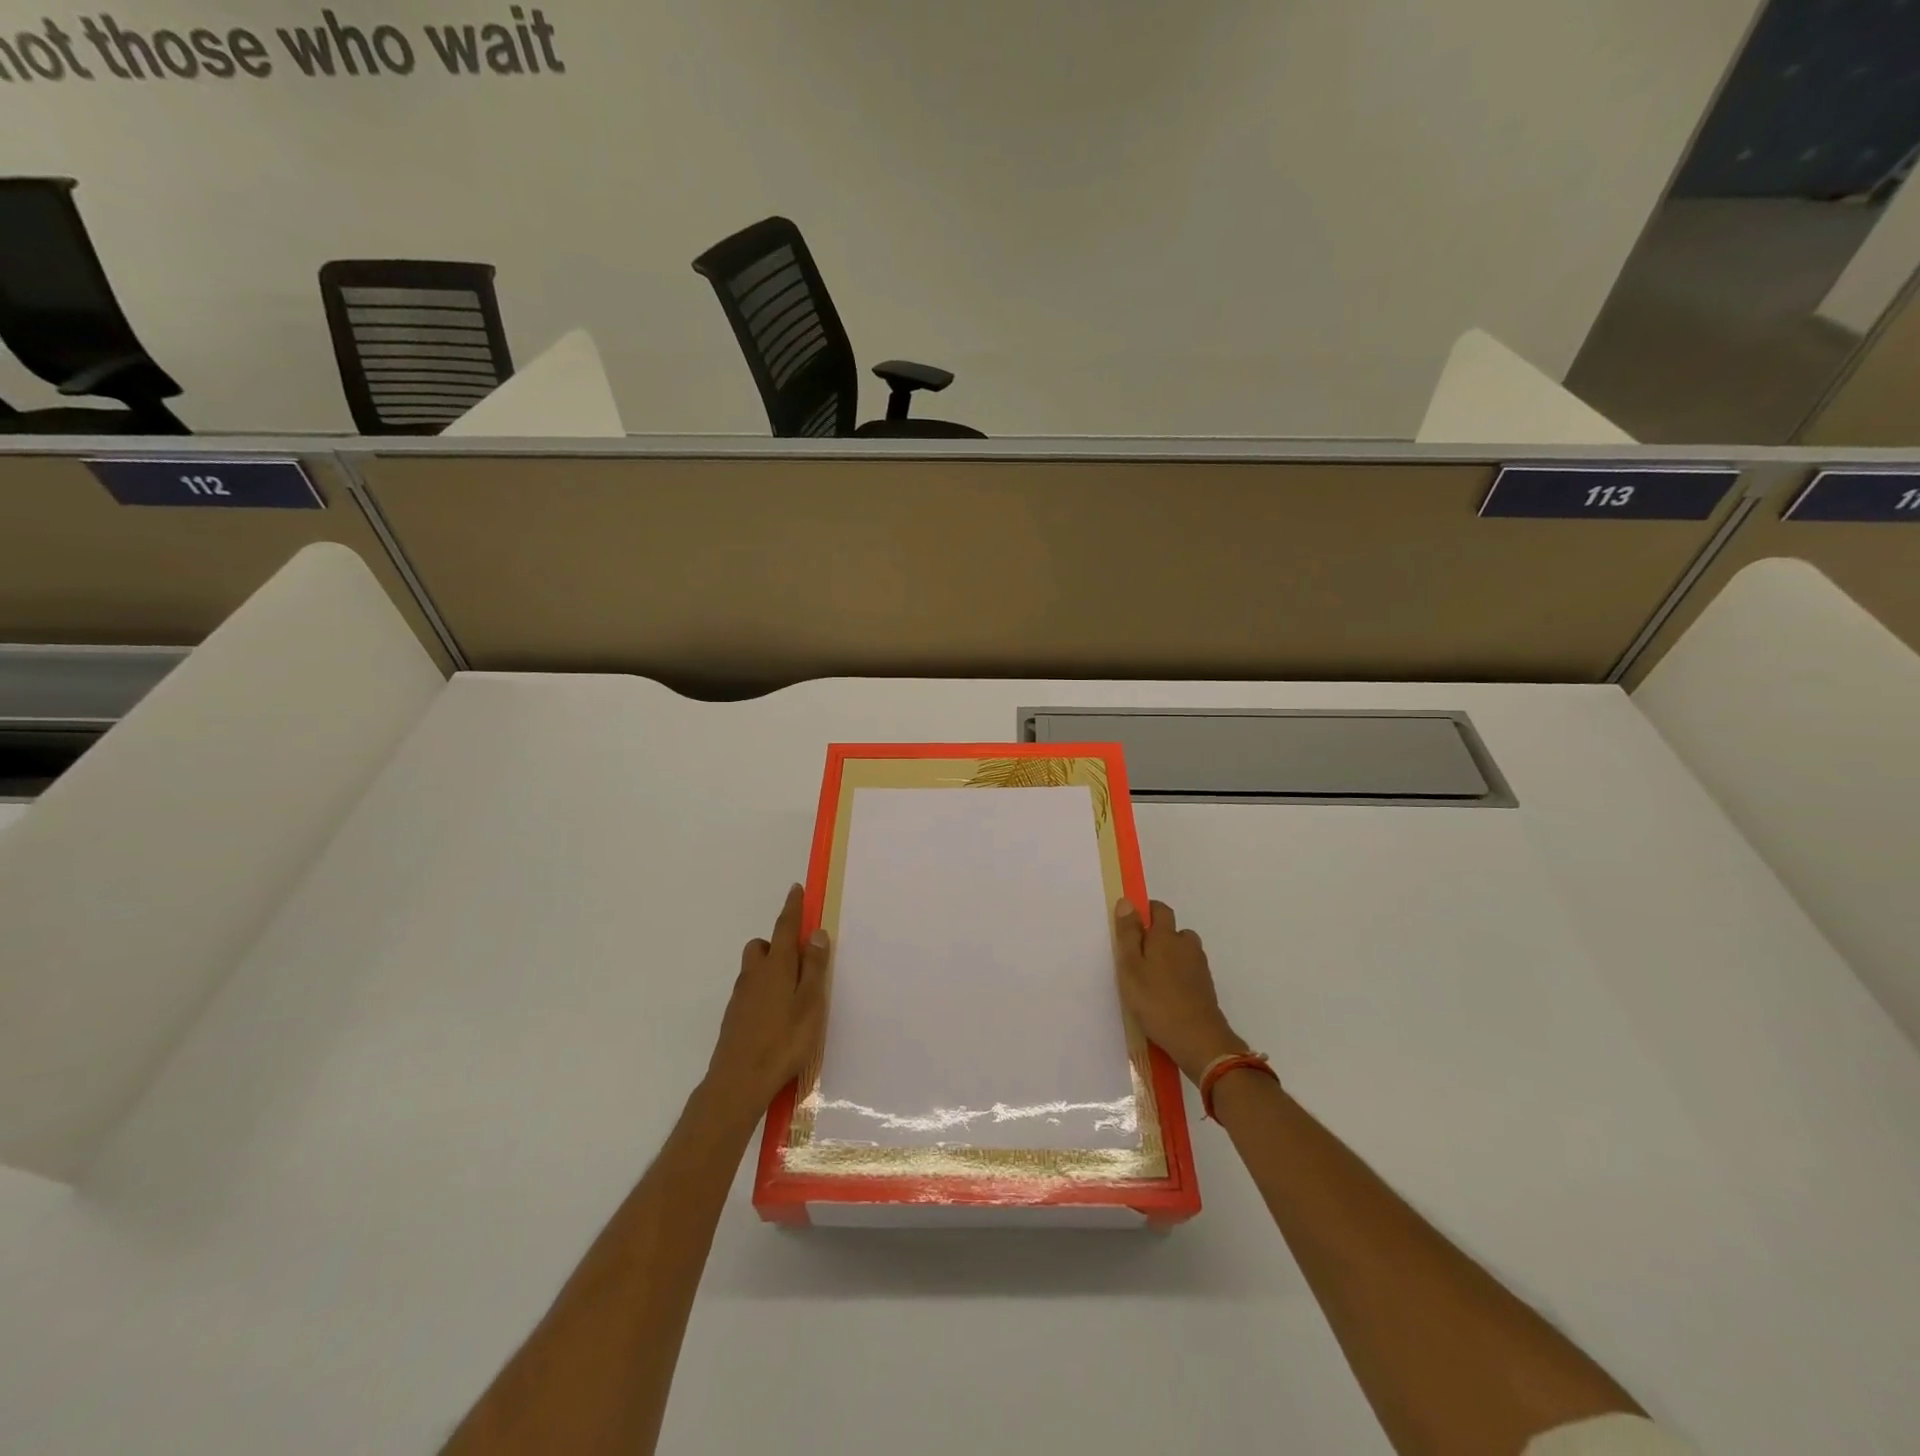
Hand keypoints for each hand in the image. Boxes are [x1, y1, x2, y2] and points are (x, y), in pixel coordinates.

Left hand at [703, 884, 829, 1125]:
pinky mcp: (734, 1017)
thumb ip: (815, 968)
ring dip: (770, 967)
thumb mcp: (810, 1003)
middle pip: (763, 946)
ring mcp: (741, 996)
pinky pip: (750, 990)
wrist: (738, 1082)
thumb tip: (817, 934)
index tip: (796, 889)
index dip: (792, 908)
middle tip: (800, 959)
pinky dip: (763, 990)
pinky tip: (776, 1015)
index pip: (785, 927)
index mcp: (777, 966)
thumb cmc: (783, 1040)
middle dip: (778, 943)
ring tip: (792, 991)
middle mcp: (755, 974)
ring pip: (755, 969)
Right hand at [1114, 898, 1247, 1085]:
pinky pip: (1189, 971)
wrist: (1198, 1040)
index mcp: (1166, 936)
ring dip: (1170, 957)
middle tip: (1139, 956)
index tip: (1132, 924)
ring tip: (1152, 977)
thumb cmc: (1156, 1001)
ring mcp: (1199, 967)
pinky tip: (1166, 994)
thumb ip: (1128, 934)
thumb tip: (1127, 902)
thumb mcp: (1131, 967)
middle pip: (1174, 931)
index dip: (1147, 911)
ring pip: (1183, 952)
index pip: (1160, 910)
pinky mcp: (1206, 987)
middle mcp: (1187, 946)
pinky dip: (1179, 975)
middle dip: (1159, 937)